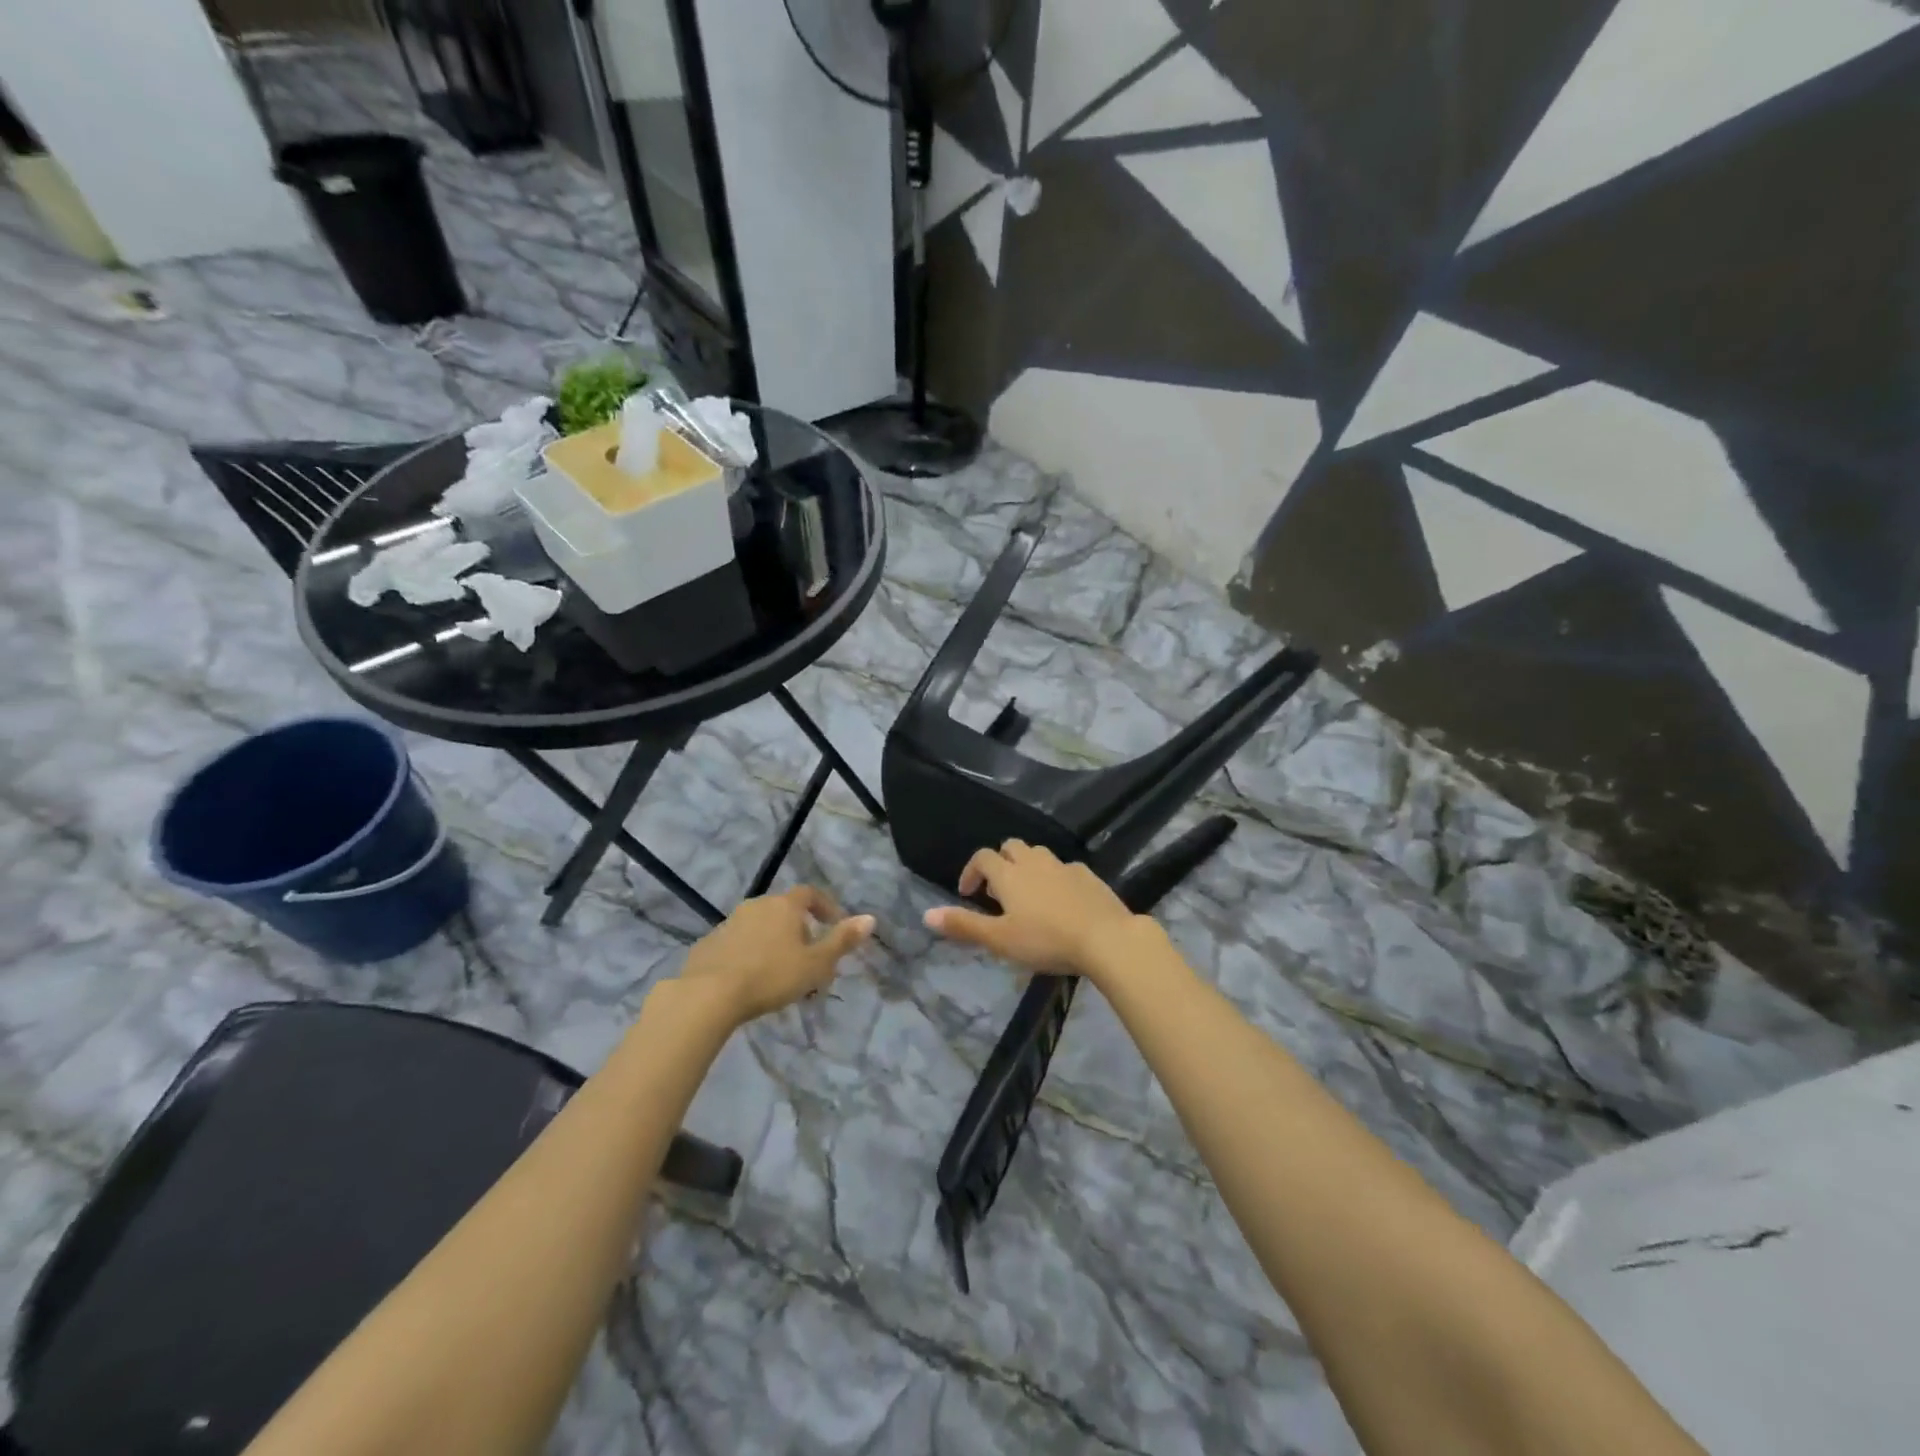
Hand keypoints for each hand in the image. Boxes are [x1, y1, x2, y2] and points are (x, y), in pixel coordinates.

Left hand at [677, 886, 874, 1023]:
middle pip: (784, 910)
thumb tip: (870, 918)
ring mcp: (729, 923)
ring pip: (759, 926)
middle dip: (799, 929)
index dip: (825, 907)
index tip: (834, 925)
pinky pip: (737, 943)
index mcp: (784, 905)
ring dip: (772, 941)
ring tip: (780, 971)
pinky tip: (750, 979)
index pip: (810, 894)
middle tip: (809, 956)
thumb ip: (842, 941)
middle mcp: (756, 905)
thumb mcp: (816, 963)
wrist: (708, 994)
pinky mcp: (708, 943)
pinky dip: (748, 953)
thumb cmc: (771, 976)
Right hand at [923, 840, 1138, 977]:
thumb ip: (964, 925)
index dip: (971, 871)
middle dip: (1000, 862)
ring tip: (1027, 894)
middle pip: (1011, 846)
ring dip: (1027, 866)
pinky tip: (1060, 900)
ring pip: (1038, 854)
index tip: (967, 894)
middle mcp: (1034, 861)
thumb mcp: (999, 939)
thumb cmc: (1046, 940)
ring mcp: (1063, 866)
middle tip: (997, 891)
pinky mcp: (1088, 875)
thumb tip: (926, 915)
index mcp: (1009, 873)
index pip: (982, 857)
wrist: (1105, 937)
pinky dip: (1054, 877)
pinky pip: (1064, 868)